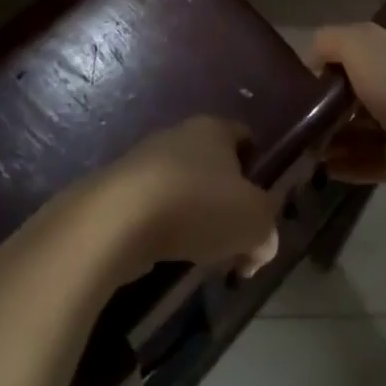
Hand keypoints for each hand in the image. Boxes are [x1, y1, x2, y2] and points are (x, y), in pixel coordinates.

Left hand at [91, 117, 280, 279]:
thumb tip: (262, 242)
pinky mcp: (119, 191)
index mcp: (214, 128)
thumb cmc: (197, 206)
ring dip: (196, 220)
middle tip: (236, 242)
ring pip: (184, 190)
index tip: (261, 207)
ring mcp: (145, 161)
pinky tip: (169, 257)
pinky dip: (166, 231)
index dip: (258, 170)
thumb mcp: (253, 220)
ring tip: (203, 256)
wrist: (118, 220)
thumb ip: (267, 227)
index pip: (245, 138)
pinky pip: (155, 210)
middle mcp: (179, 135)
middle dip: (226, 204)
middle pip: (214, 167)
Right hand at [309, 24, 385, 194]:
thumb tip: (313, 55)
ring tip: (308, 141)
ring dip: (338, 134)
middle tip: (308, 108)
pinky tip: (322, 166)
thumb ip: (332, 39)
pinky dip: (347, 162)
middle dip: (338, 100)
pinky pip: (370, 160)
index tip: (320, 71)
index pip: (378, 47)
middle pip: (370, 89)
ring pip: (368, 127)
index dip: (347, 56)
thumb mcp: (359, 42)